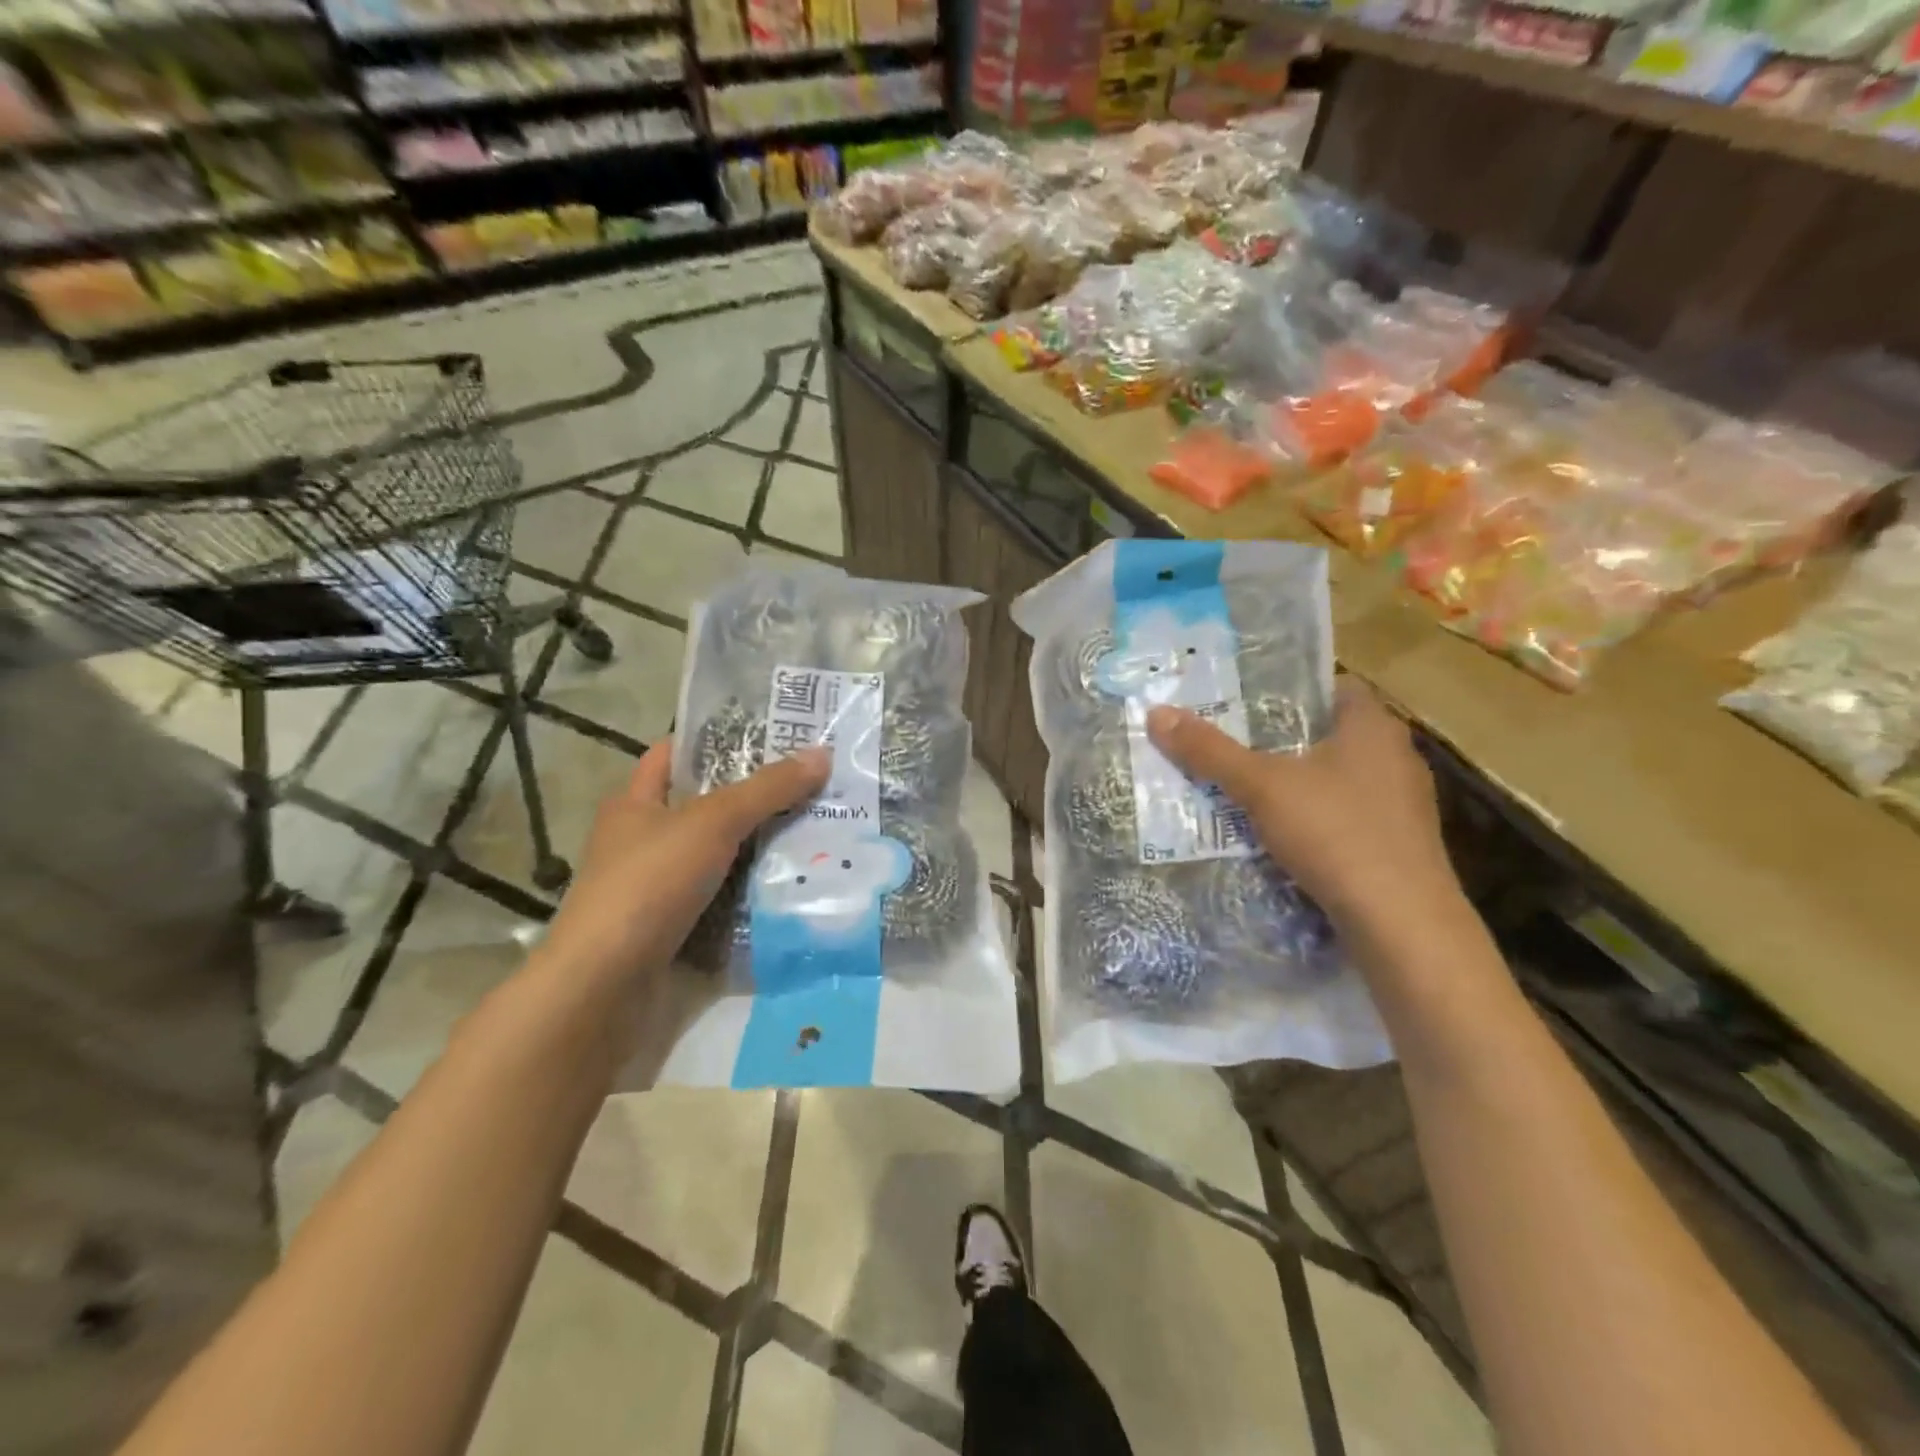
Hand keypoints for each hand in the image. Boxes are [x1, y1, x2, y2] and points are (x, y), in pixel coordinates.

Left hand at [536, 740, 829, 997]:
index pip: (677, 755)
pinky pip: (727, 902)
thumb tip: (821, 754)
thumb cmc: (649, 884)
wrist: (605, 987)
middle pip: (710, 808)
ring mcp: (660, 889)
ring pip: (723, 858)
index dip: (719, 740)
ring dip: (765, 851)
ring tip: (822, 832)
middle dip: (759, 799)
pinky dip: (757, 896)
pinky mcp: (677, 930)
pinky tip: (799, 886)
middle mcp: (645, 841)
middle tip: (816, 786)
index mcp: (636, 803)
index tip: (772, 735)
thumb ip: (767, 789)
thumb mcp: (712, 823)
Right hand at [1146, 679, 1464, 947]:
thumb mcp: (1261, 787)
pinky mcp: (1399, 847)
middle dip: (1281, 740)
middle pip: (1329, 735)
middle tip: (1229, 744)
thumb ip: (1209, 751)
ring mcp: (1403, 805)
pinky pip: (1346, 818)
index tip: (1244, 702)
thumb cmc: (1335, 833)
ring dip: (1296, 784)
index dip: (1289, 690)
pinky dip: (1314, 821)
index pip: (1333, 688)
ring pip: (1336, 780)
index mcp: (1373, 727)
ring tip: (1244, 791)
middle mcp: (1396, 757)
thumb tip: (1156, 714)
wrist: (1401, 924)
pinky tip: (1279, 838)